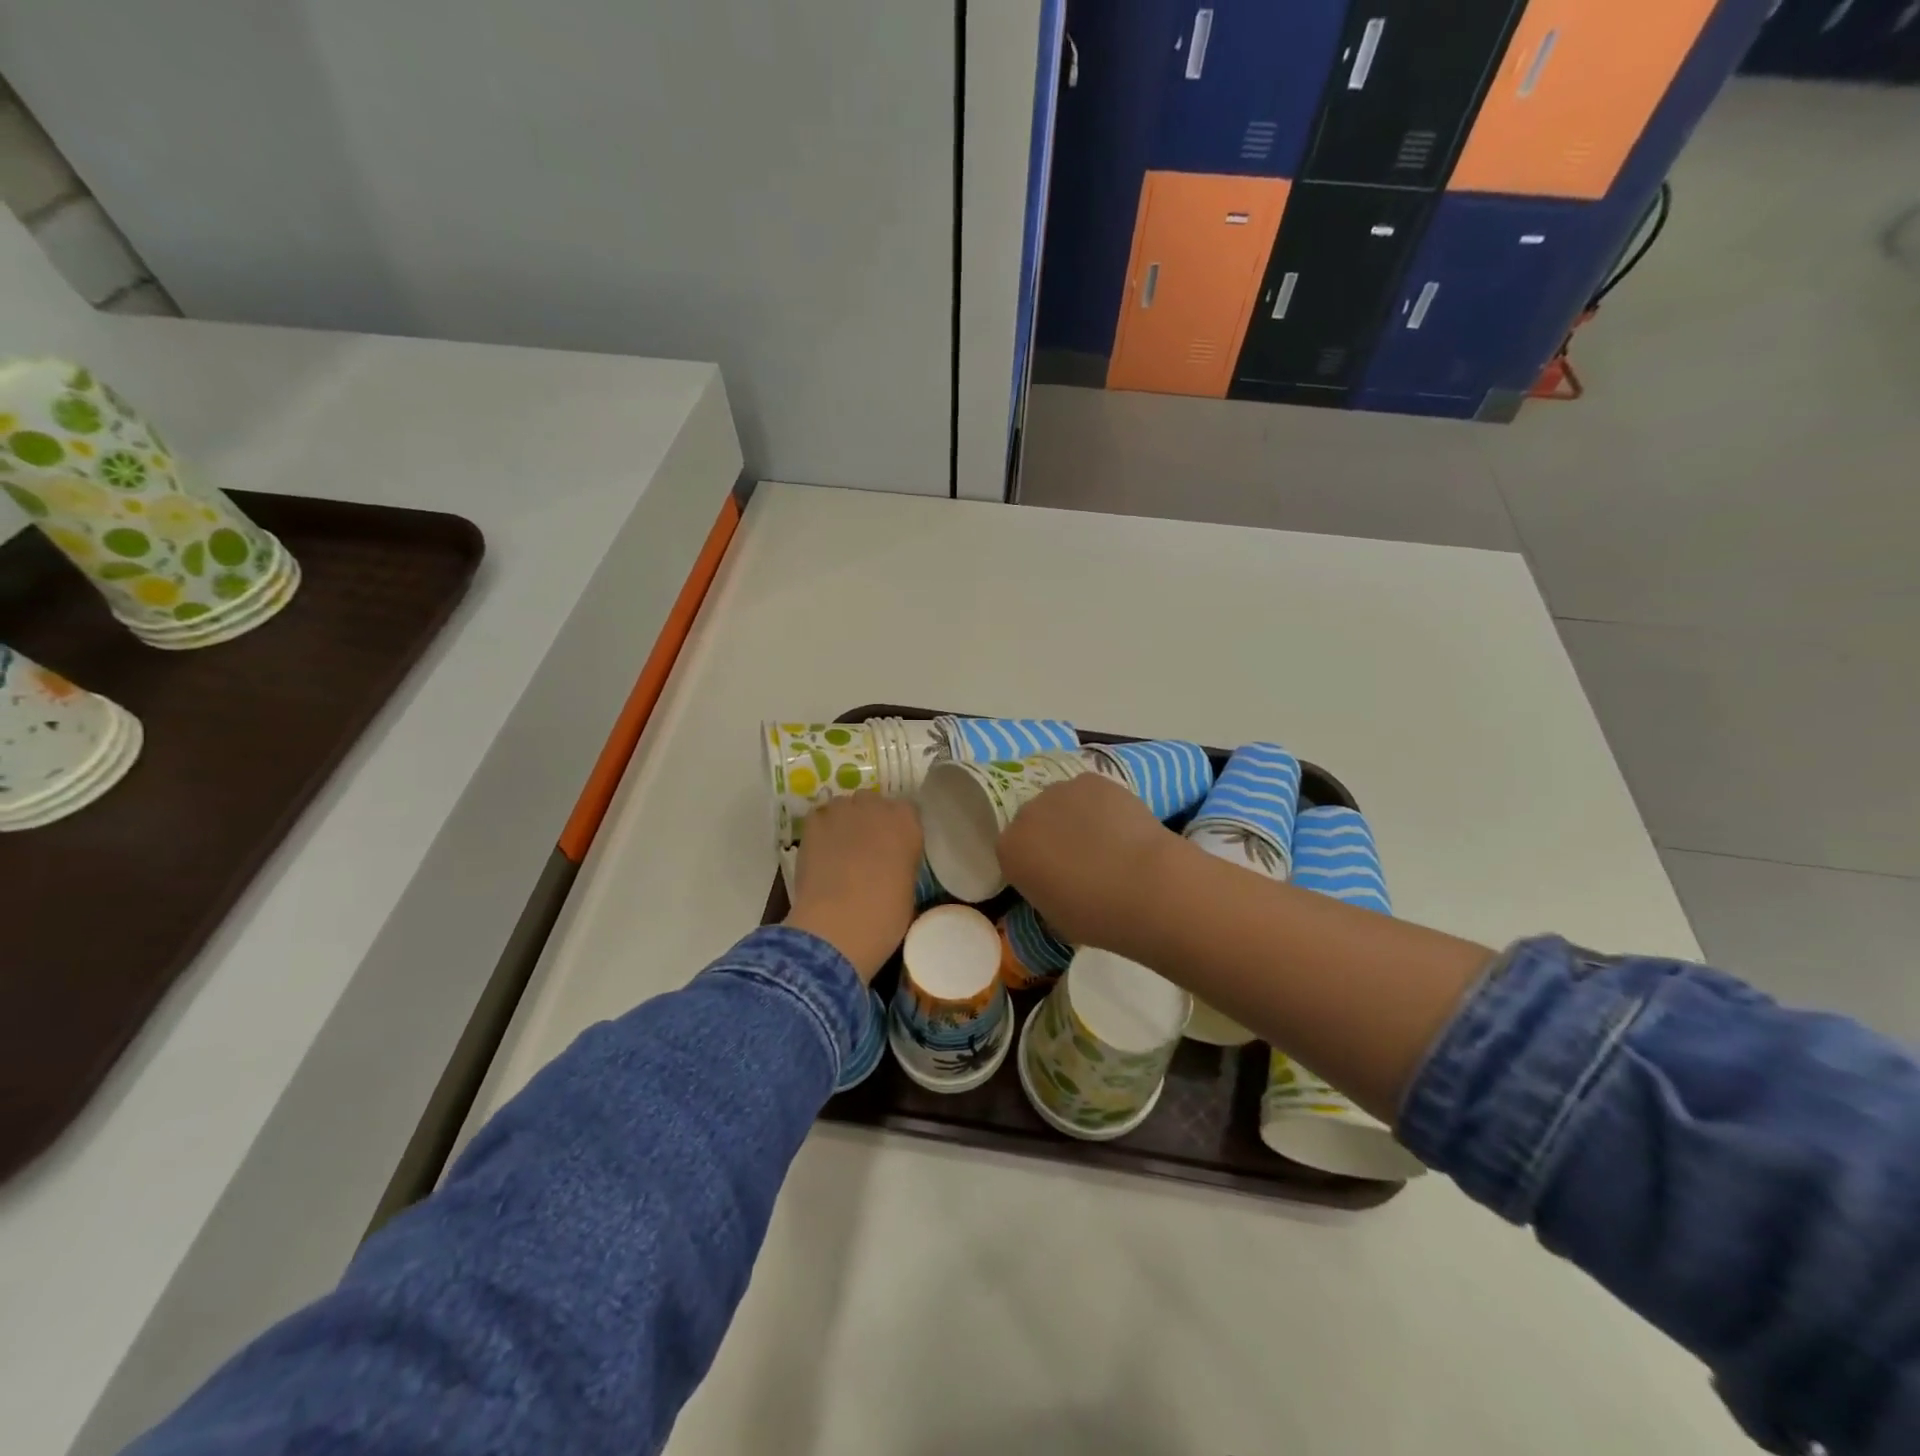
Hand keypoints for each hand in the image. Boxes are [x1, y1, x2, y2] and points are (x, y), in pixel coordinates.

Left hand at [785, 793, 922, 982]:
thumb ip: (902, 862)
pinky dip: (820, 829)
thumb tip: (891, 863)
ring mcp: (842, 811)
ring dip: (843, 821)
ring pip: (843, 805)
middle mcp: (876, 807)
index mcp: (907, 823)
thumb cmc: (885, 915)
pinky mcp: (813, 822)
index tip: (893, 845)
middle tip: (865, 846)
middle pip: (872, 801)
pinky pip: (819, 817)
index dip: (896, 828)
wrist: (839, 924)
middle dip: (869, 818)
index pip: (906, 810)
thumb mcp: (908, 887)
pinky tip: (819, 851)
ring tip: (838, 848)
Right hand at [996, 774, 1181, 950]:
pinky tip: (1122, 825)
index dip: (1035, 864)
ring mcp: (1059, 791)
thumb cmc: (1096, 915)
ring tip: (1106, 840)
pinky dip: (1101, 804)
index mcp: (1010, 850)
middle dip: (1050, 835)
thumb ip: (1044, 891)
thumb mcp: (1055, 917)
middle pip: (1034, 821)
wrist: (1146, 886)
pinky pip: (1090, 791)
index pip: (1014, 852)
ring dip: (1074, 816)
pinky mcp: (1092, 780)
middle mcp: (1026, 814)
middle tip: (1080, 859)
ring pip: (1062, 802)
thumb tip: (1056, 883)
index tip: (1054, 878)